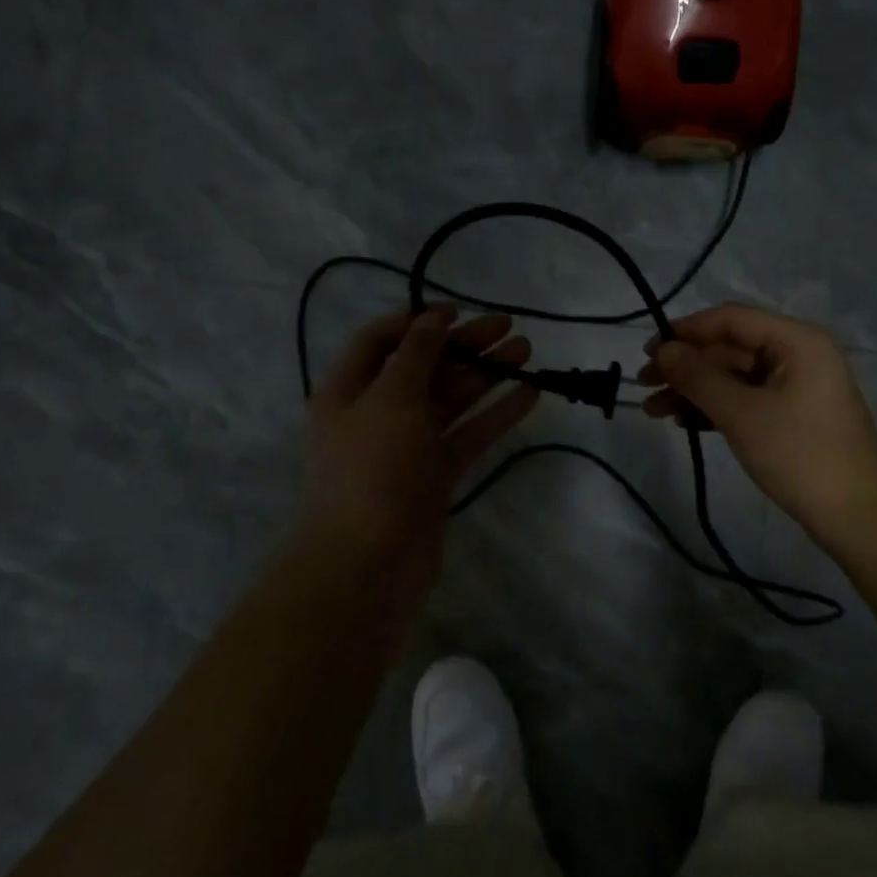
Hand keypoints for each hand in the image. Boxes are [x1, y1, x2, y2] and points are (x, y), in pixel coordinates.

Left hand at [296, 307, 539, 617]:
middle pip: (423, 368)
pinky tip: (528, 395)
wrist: (368, 565)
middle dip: (463, 346)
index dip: (416, 321)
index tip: (456, 311)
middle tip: (509, 327)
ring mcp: (407, 448)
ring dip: (485, 376)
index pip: (379, 341)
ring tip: (526, 353)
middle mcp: (376, 414)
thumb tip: (433, 319)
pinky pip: (467, 436)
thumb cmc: (372, 471)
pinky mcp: (434, 477)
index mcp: (348, 391)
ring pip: (450, 401)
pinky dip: (495, 415)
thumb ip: (416, 355)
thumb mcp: (390, 400)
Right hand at [637, 304, 876, 557]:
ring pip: (734, 377)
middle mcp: (798, 354)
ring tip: (654, 411)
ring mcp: (797, 386)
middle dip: (685, 366)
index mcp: (796, 340)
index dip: (684, 331)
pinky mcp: (793, 415)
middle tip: (644, 385)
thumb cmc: (799, 455)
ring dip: (694, 390)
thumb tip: (663, 350)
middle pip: (730, 348)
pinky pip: (746, 399)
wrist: (857, 516)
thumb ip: (698, 377)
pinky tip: (685, 422)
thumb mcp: (741, 413)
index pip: (730, 319)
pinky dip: (715, 408)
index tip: (646, 351)